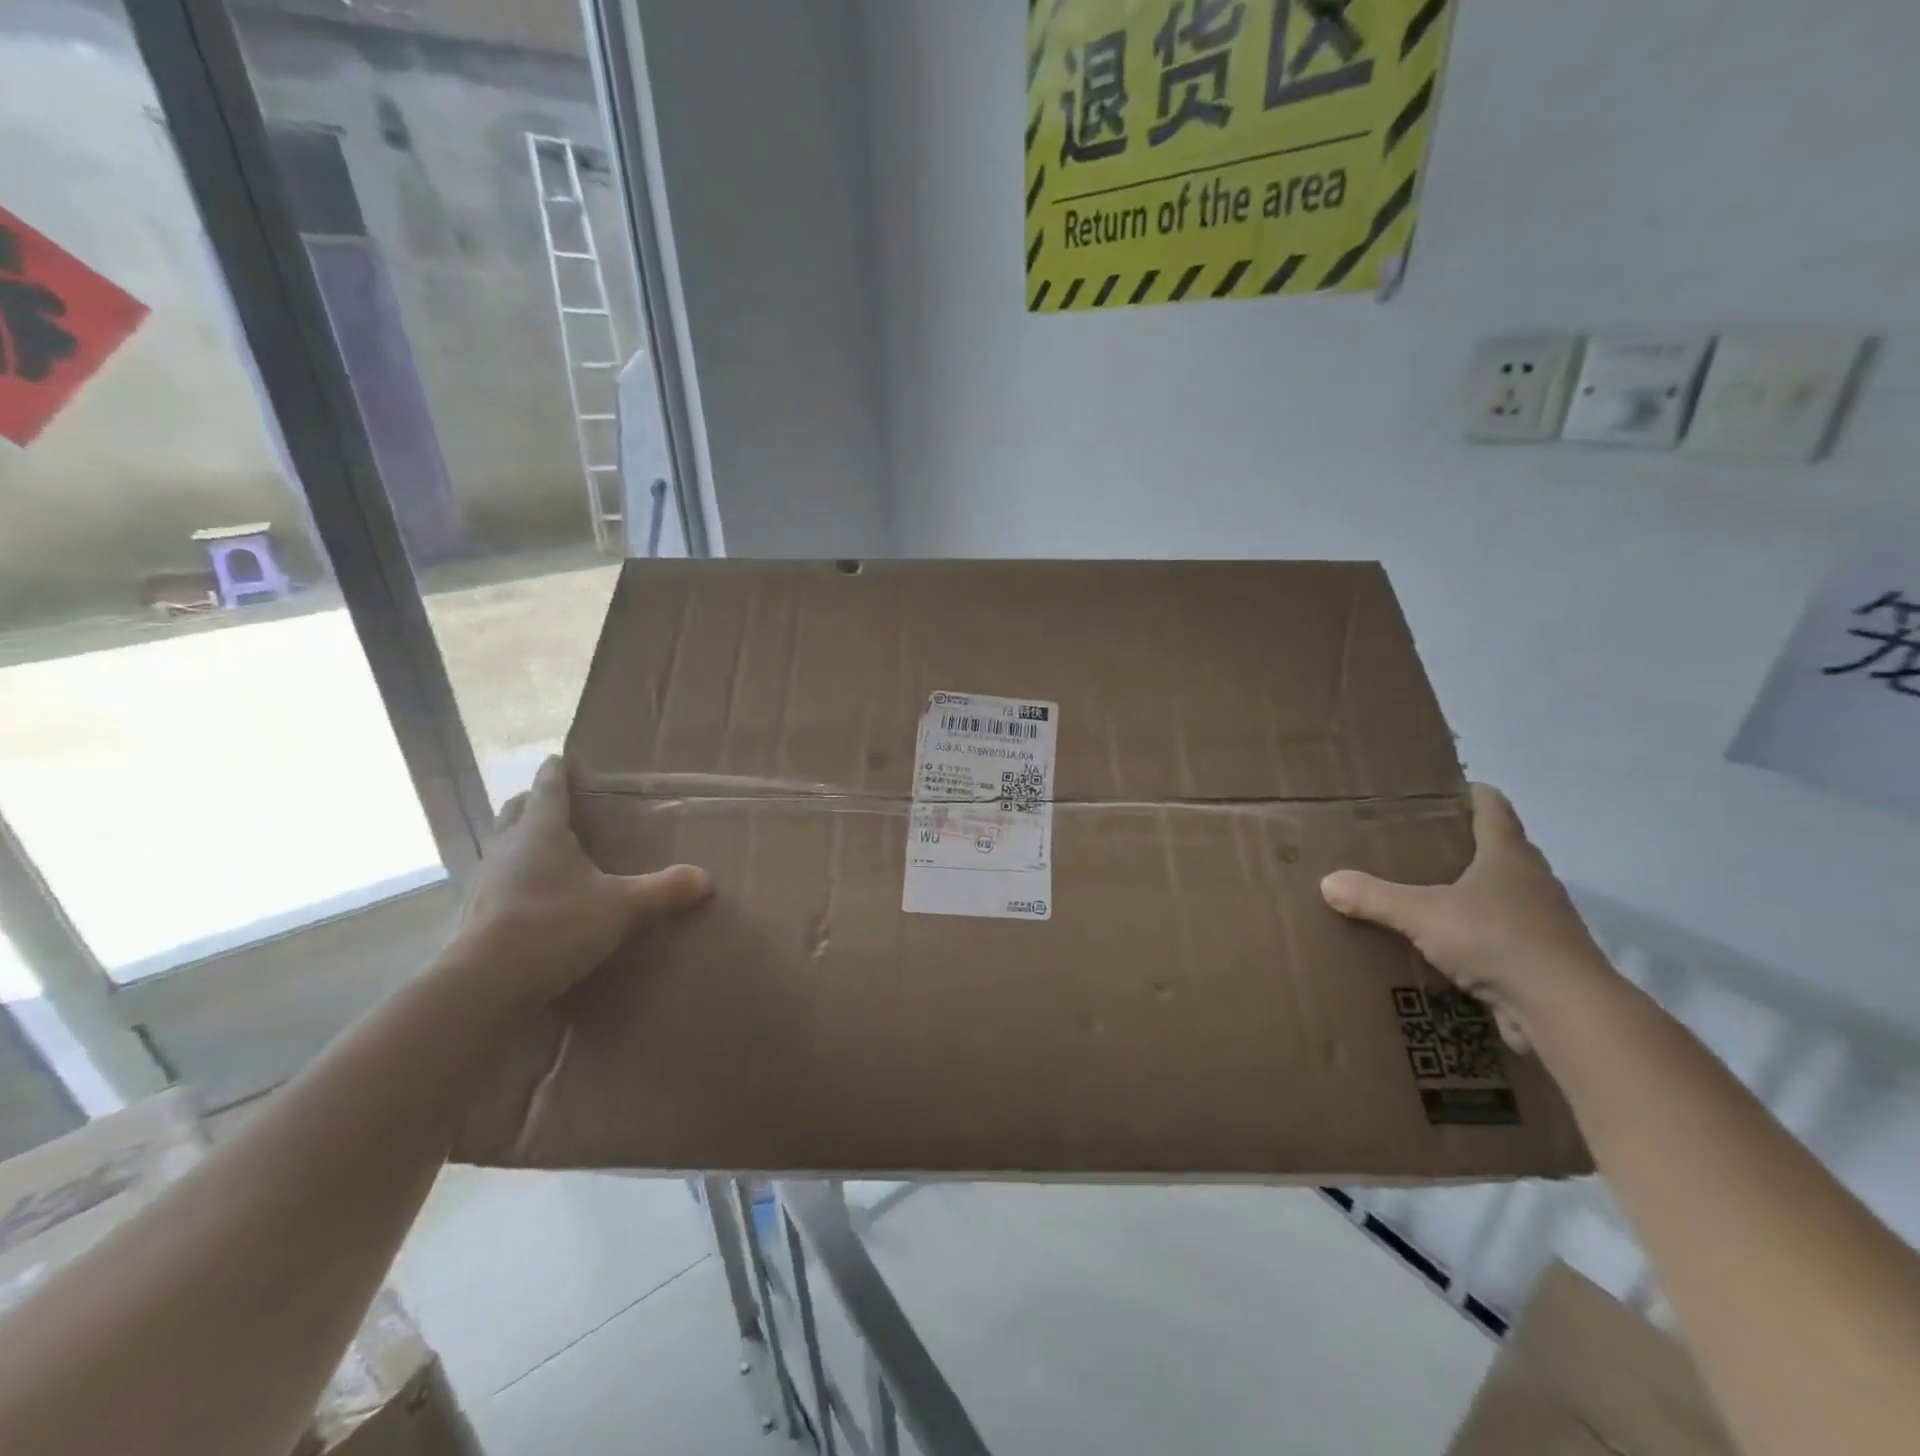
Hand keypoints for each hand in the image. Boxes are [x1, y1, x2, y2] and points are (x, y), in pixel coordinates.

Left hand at [454, 755, 711, 1005]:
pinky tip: (534, 894)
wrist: (486, 983)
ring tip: (549, 848)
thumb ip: (664, 889)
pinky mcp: (476, 911)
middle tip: (559, 804)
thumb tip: (706, 879)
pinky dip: (515, 875)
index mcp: (541, 830)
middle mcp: (508, 845)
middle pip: (516, 809)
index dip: (557, 771)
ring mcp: (486, 879)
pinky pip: (497, 878)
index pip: (548, 786)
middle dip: (535, 801)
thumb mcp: (622, 907)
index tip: (562, 759)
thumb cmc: (555, 925)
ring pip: (502, 843)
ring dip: (521, 838)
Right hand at [1320, 784, 1618, 1052]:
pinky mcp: (1542, 960)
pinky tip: (1446, 945)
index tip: (1442, 788)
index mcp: (1508, 856)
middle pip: (1500, 849)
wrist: (1565, 1011)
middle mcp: (1531, 881)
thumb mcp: (1422, 914)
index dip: (1471, 793)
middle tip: (1417, 843)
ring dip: (1472, 892)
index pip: (1493, 807)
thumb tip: (1327, 882)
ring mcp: (1542, 922)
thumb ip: (1374, 897)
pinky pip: (1503, 935)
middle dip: (1464, 844)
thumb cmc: (1497, 940)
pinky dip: (1477, 934)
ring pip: (1503, 894)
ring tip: (1426, 894)